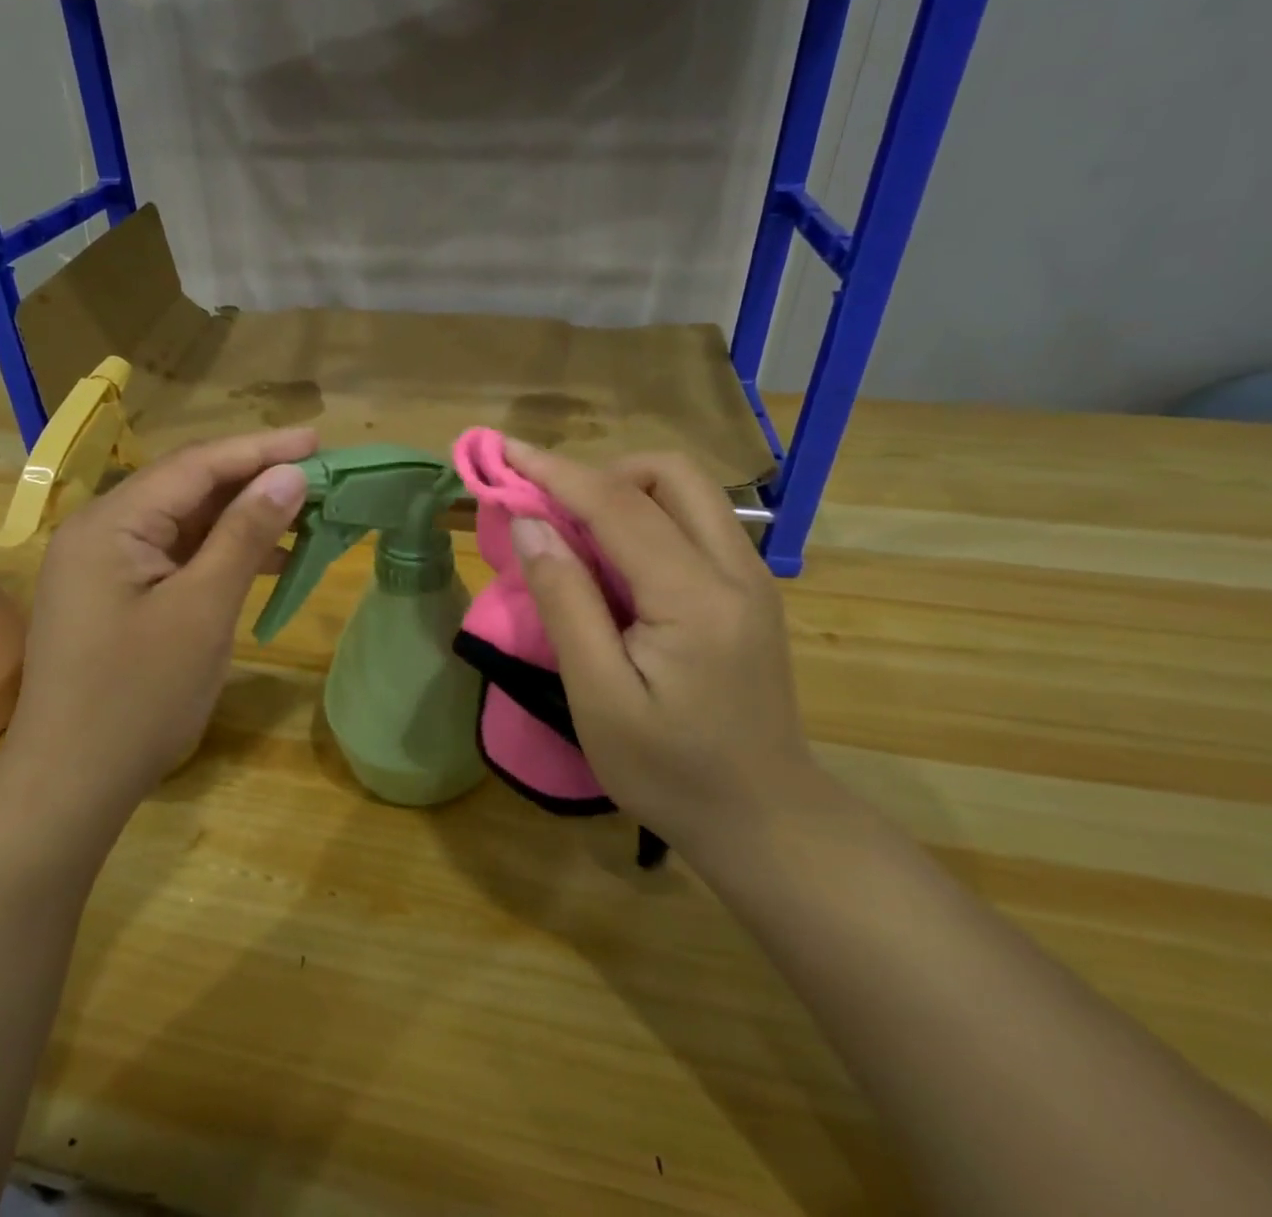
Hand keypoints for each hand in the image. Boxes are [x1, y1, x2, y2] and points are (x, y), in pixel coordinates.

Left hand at [6, 428, 314, 814]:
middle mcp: (101, 529)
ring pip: (186, 521)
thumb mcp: (203, 610)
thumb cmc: (139, 696)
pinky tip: (267, 557)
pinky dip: (221, 551)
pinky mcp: (118, 592)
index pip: (196, 465)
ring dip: (243, 516)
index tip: (317, 441)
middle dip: (254, 479)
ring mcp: (106, 562)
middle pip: (189, 486)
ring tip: (304, 512)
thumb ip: (245, 535)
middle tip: (318, 475)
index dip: (260, 449)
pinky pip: (177, 554)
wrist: (72, 783)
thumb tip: (289, 476)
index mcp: (111, 523)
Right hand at [501, 440, 812, 851]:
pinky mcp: (749, 591)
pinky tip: (614, 561)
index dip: (555, 471)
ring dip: (625, 492)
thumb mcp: (599, 697)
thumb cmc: (670, 772)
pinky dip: (646, 517)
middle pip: (670, 474)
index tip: (505, 450)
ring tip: (576, 532)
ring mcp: (750, 577)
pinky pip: (695, 523)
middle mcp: (735, 569)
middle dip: (601, 472)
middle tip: (551, 508)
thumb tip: (531, 523)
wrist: (766, 820)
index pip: (617, 505)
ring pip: (687, 492)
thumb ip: (566, 602)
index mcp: (695, 597)